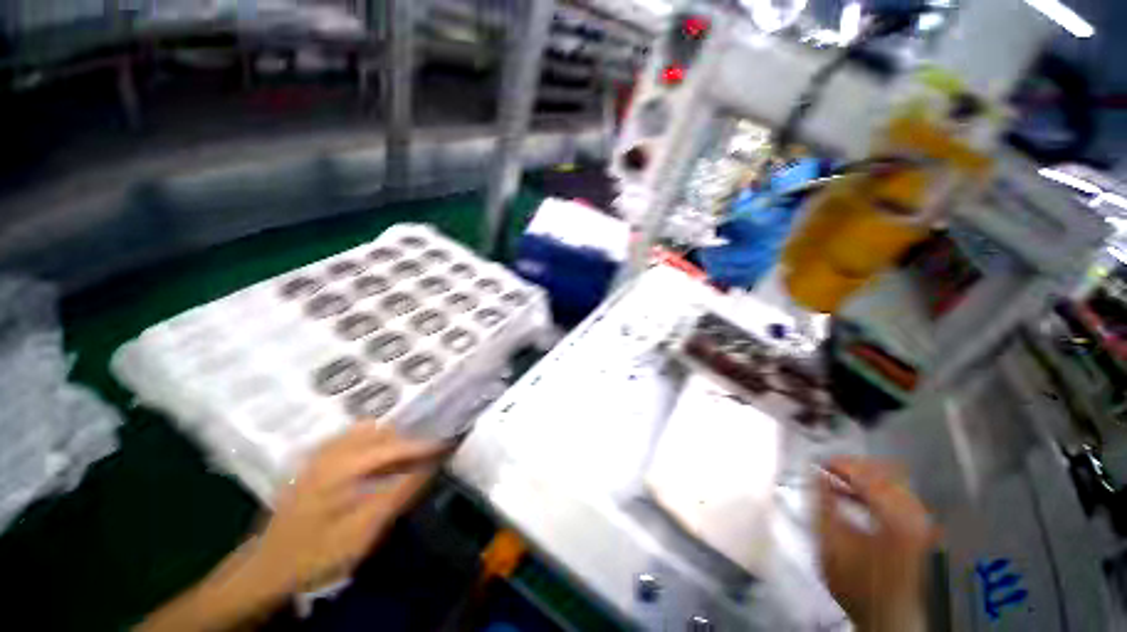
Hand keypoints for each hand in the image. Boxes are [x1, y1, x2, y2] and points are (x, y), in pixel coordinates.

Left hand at [251, 423, 449, 592]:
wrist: (264, 570)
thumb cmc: (315, 554)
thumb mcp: (363, 531)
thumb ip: (399, 494)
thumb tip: (430, 467)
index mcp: (342, 466)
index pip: (395, 446)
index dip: (424, 445)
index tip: (448, 443)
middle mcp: (331, 451)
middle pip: (380, 431)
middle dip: (407, 440)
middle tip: (426, 455)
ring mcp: (319, 455)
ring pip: (365, 432)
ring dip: (390, 440)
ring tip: (404, 458)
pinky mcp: (313, 463)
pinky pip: (351, 440)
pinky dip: (372, 444)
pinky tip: (375, 463)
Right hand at [816, 457, 936, 631]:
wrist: (884, 616)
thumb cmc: (854, 581)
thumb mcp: (830, 541)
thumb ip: (822, 502)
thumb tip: (813, 472)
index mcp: (895, 516)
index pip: (868, 475)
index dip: (841, 464)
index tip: (818, 462)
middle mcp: (913, 515)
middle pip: (885, 475)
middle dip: (853, 468)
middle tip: (827, 470)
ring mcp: (919, 523)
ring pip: (892, 485)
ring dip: (864, 479)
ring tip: (838, 481)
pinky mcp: (918, 531)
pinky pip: (898, 498)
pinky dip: (875, 492)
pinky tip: (855, 497)